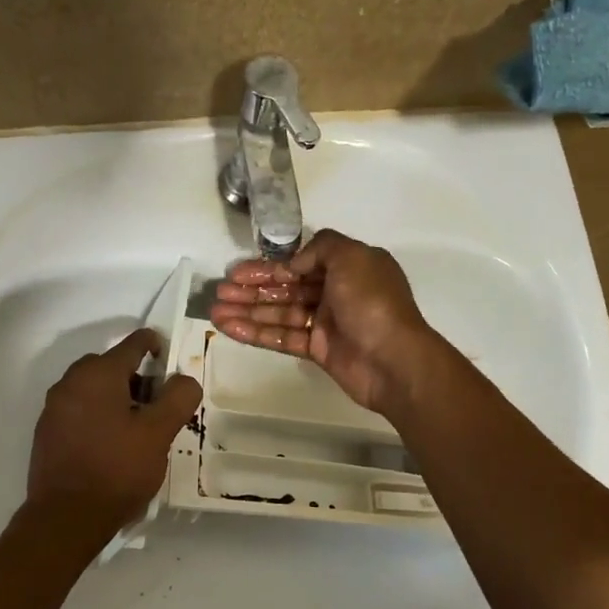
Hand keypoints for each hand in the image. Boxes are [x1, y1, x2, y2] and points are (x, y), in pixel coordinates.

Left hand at [25, 328, 202, 535]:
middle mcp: (70, 382)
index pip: (134, 343)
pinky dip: (98, 416)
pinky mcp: (46, 432)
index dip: (158, 347)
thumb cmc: (117, 469)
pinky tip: (112, 445)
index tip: (173, 366)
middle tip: (159, 407)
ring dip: (118, 399)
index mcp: (98, 373)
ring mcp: (54, 408)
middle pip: (112, 365)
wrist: (65, 519)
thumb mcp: (159, 433)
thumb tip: (184, 380)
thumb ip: (178, 398)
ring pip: (94, 389)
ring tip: (138, 430)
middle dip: (138, 379)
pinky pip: (79, 410)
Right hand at [209, 229, 444, 414]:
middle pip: (287, 288)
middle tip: (220, 292)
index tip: (239, 271)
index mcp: (348, 267)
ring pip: (280, 314)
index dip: (269, 267)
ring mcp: (327, 323)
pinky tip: (229, 329)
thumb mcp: (351, 257)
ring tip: (215, 311)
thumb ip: (320, 248)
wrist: (394, 360)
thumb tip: (295, 263)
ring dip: (248, 311)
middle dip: (253, 289)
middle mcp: (337, 293)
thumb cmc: (373, 302)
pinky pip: (282, 338)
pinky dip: (256, 333)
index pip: (301, 263)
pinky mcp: (318, 350)